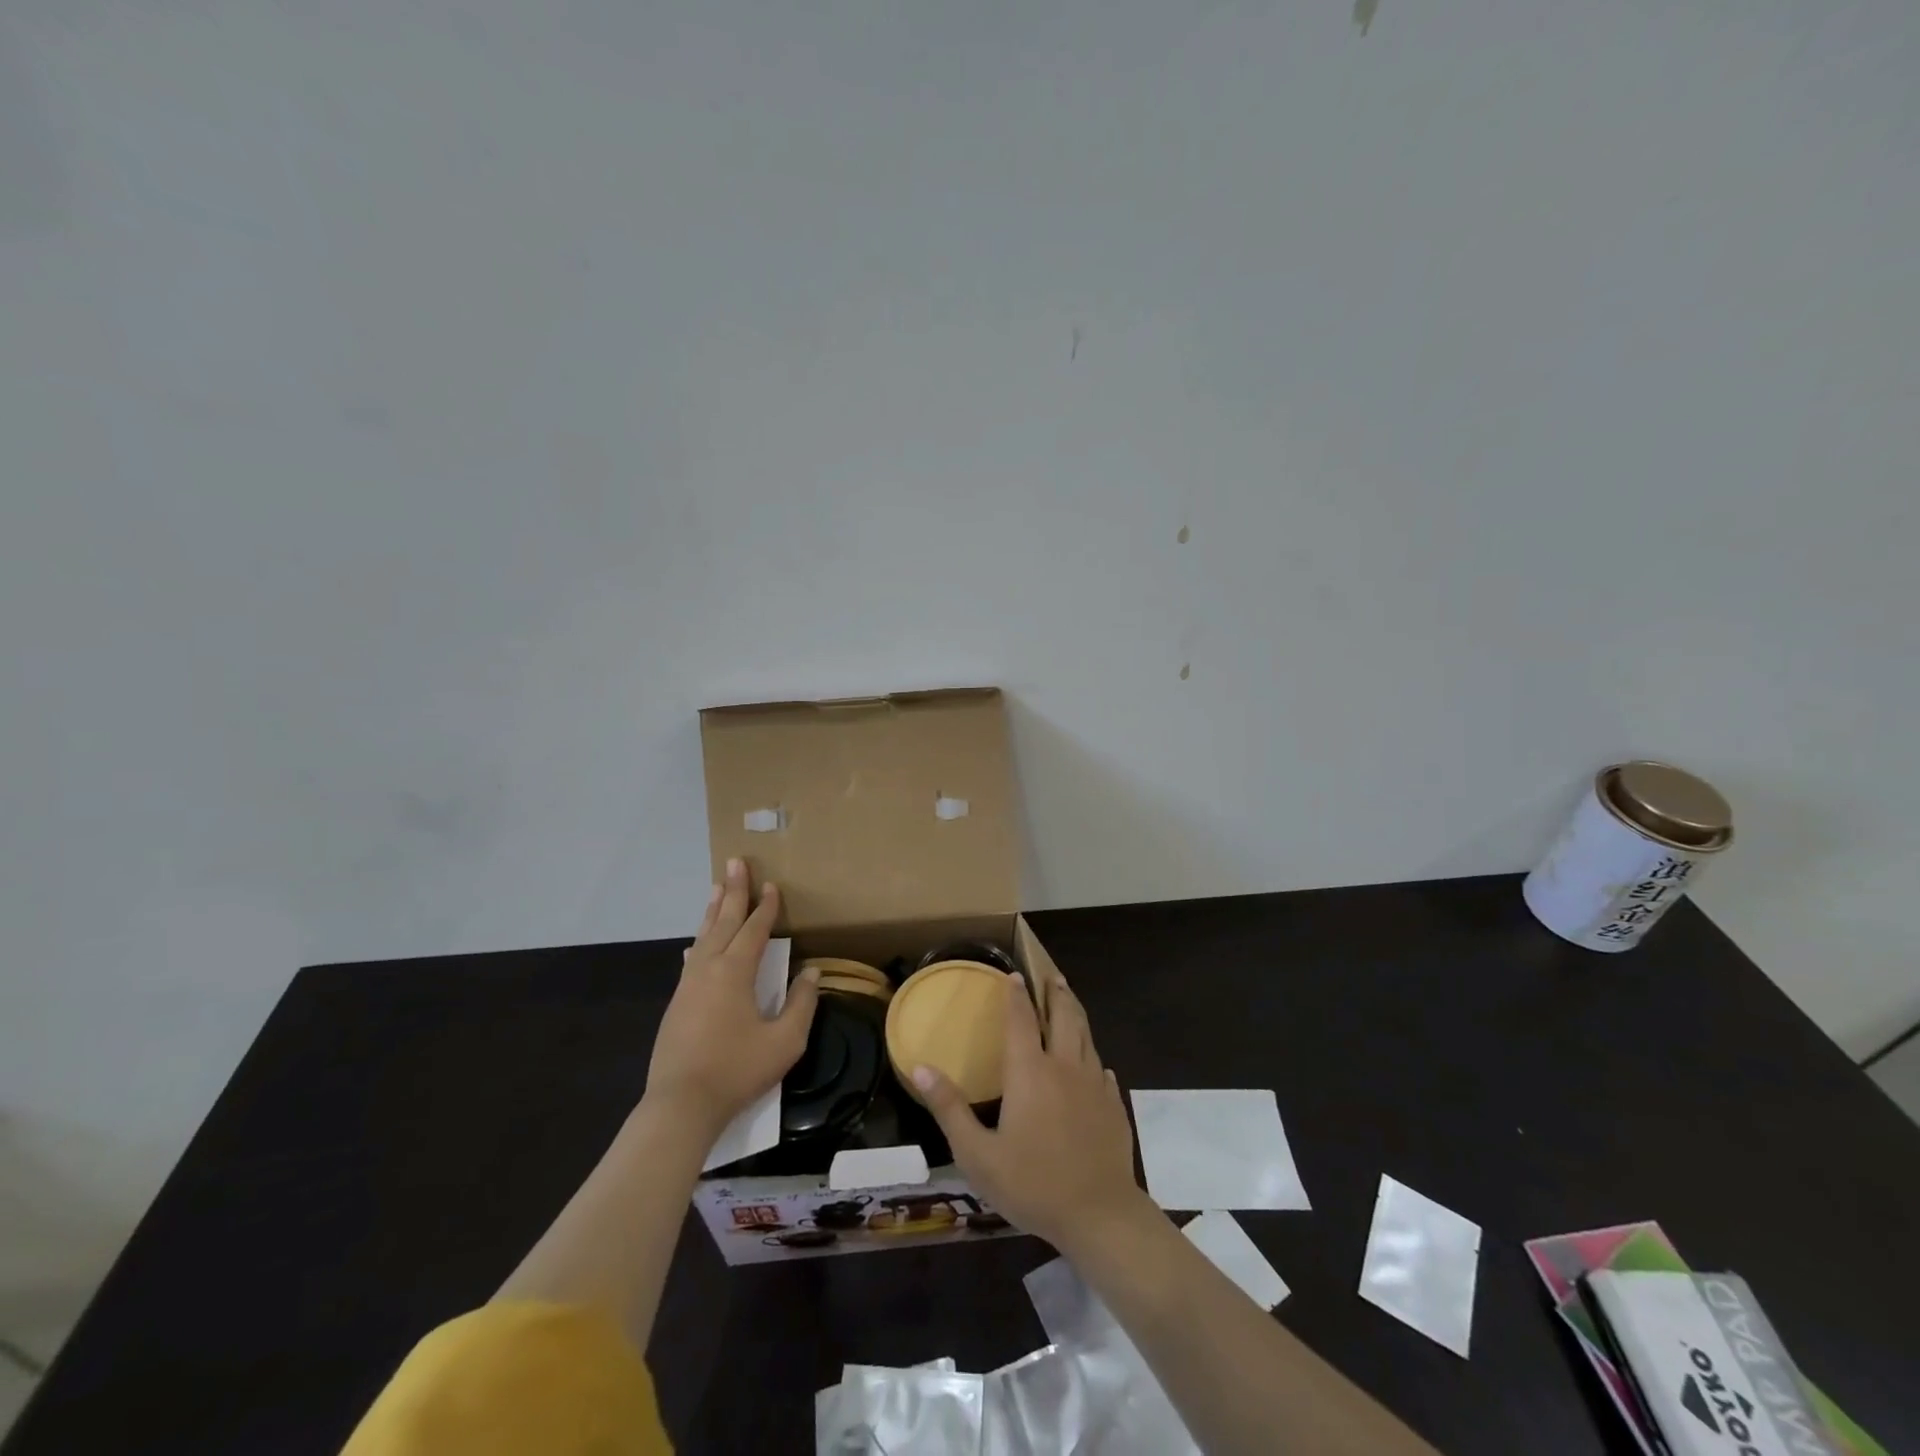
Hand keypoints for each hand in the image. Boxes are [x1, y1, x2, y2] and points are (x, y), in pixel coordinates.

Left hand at [645, 859, 819, 1142]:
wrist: (680, 1105)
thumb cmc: (737, 1070)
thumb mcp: (784, 1041)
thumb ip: (801, 1004)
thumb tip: (812, 974)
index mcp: (736, 972)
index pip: (755, 929)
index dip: (766, 907)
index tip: (773, 885)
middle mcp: (708, 968)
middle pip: (724, 921)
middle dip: (733, 891)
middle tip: (735, 862)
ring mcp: (688, 985)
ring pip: (703, 936)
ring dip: (714, 910)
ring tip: (718, 887)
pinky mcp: (677, 1003)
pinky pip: (692, 957)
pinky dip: (700, 939)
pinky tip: (697, 941)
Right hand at [912, 972, 1148, 1253]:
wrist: (1099, 1214)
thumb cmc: (1032, 1184)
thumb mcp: (977, 1154)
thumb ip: (949, 1108)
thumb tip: (920, 1067)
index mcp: (1030, 1071)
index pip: (1020, 1019)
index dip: (1016, 995)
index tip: (1014, 974)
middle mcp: (1064, 1067)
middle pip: (1063, 1017)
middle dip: (1055, 993)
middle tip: (1052, 976)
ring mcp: (1094, 1085)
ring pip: (1086, 1037)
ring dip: (1076, 1014)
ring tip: (1070, 1001)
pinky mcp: (1113, 1106)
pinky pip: (1103, 1070)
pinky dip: (1094, 1059)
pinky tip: (1095, 1065)